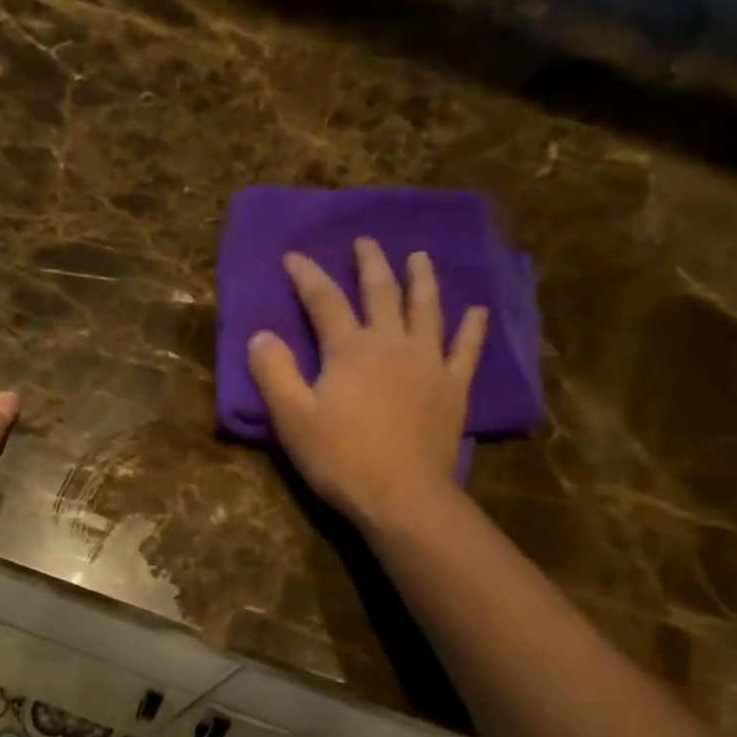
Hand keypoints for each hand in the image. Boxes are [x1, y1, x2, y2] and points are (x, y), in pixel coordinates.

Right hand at [247, 236, 485, 532]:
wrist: (402, 495)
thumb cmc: (341, 458)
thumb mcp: (292, 419)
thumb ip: (274, 373)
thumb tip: (260, 335)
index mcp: (350, 349)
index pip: (324, 300)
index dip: (307, 275)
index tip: (293, 256)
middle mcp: (392, 343)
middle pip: (381, 292)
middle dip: (370, 264)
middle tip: (366, 241)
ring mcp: (428, 363)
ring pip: (426, 309)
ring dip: (421, 279)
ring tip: (419, 257)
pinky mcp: (453, 388)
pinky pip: (466, 350)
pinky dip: (471, 328)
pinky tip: (476, 311)